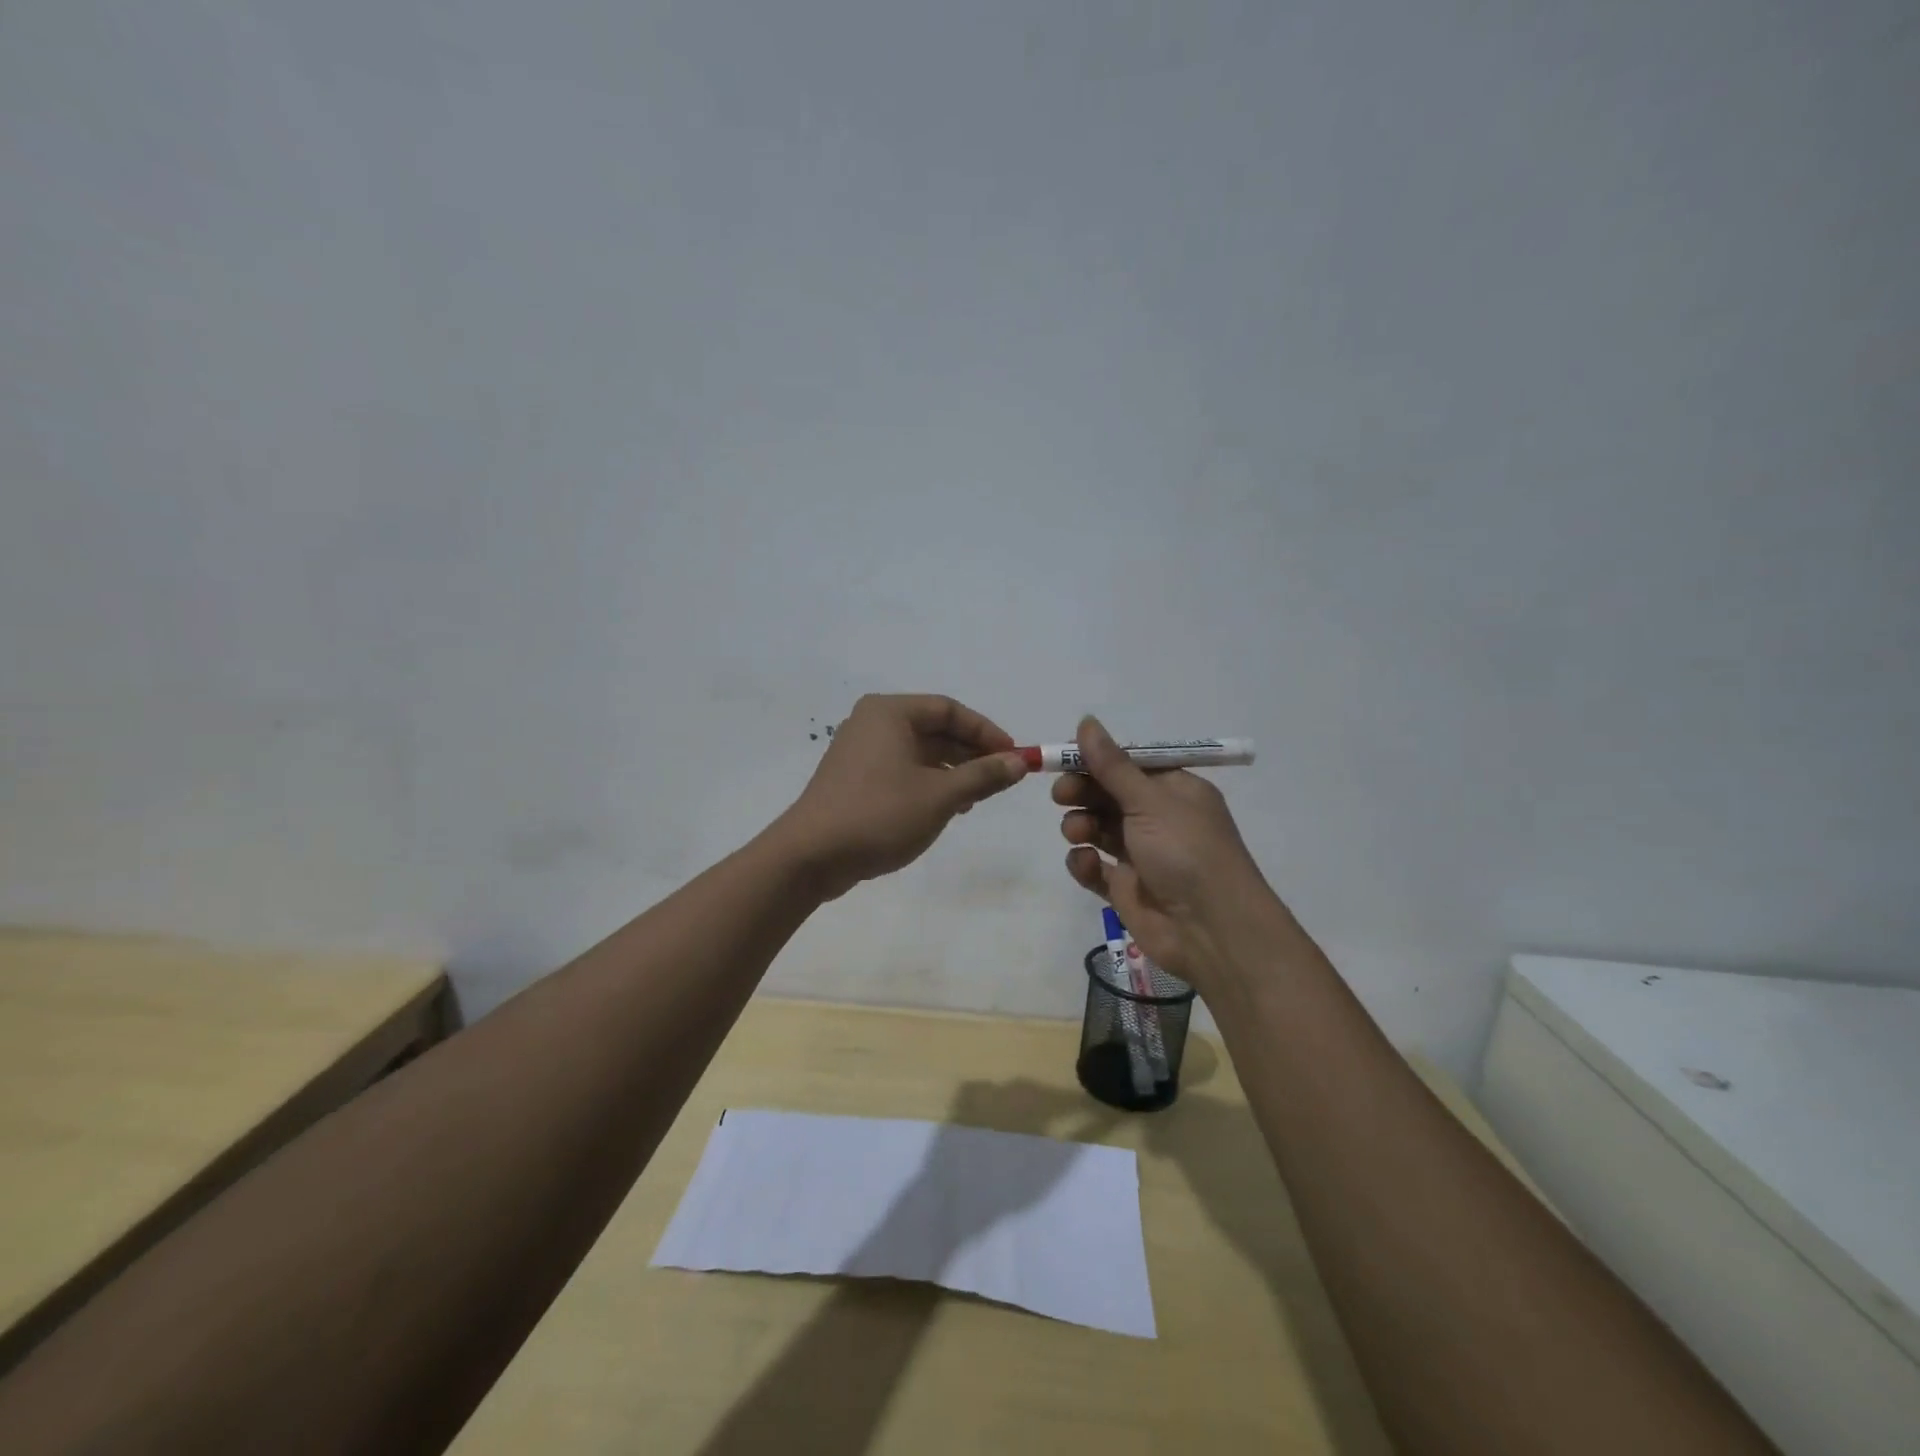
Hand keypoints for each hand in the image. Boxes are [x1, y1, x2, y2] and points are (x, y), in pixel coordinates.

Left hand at [776, 694, 1027, 899]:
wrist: (811, 856)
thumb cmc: (879, 815)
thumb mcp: (940, 796)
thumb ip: (983, 776)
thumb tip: (1018, 762)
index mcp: (890, 712)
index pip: (949, 709)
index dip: (986, 732)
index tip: (1013, 756)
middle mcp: (873, 723)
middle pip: (934, 729)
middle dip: (970, 753)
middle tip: (1001, 778)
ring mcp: (860, 751)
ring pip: (919, 752)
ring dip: (952, 771)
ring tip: (977, 798)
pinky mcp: (855, 779)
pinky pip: (902, 770)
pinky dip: (929, 783)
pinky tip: (947, 808)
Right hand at [1055, 716, 1282, 990]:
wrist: (1211, 930)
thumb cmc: (1186, 851)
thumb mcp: (1150, 800)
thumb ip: (1112, 765)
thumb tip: (1086, 721)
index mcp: (1175, 791)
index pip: (1129, 765)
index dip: (1097, 760)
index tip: (1065, 758)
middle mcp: (1158, 819)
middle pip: (1109, 795)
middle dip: (1083, 792)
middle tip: (1062, 795)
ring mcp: (1142, 855)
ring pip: (1098, 828)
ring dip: (1081, 825)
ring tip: (1078, 832)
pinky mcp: (1126, 888)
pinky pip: (1095, 867)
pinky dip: (1085, 863)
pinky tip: (1087, 864)